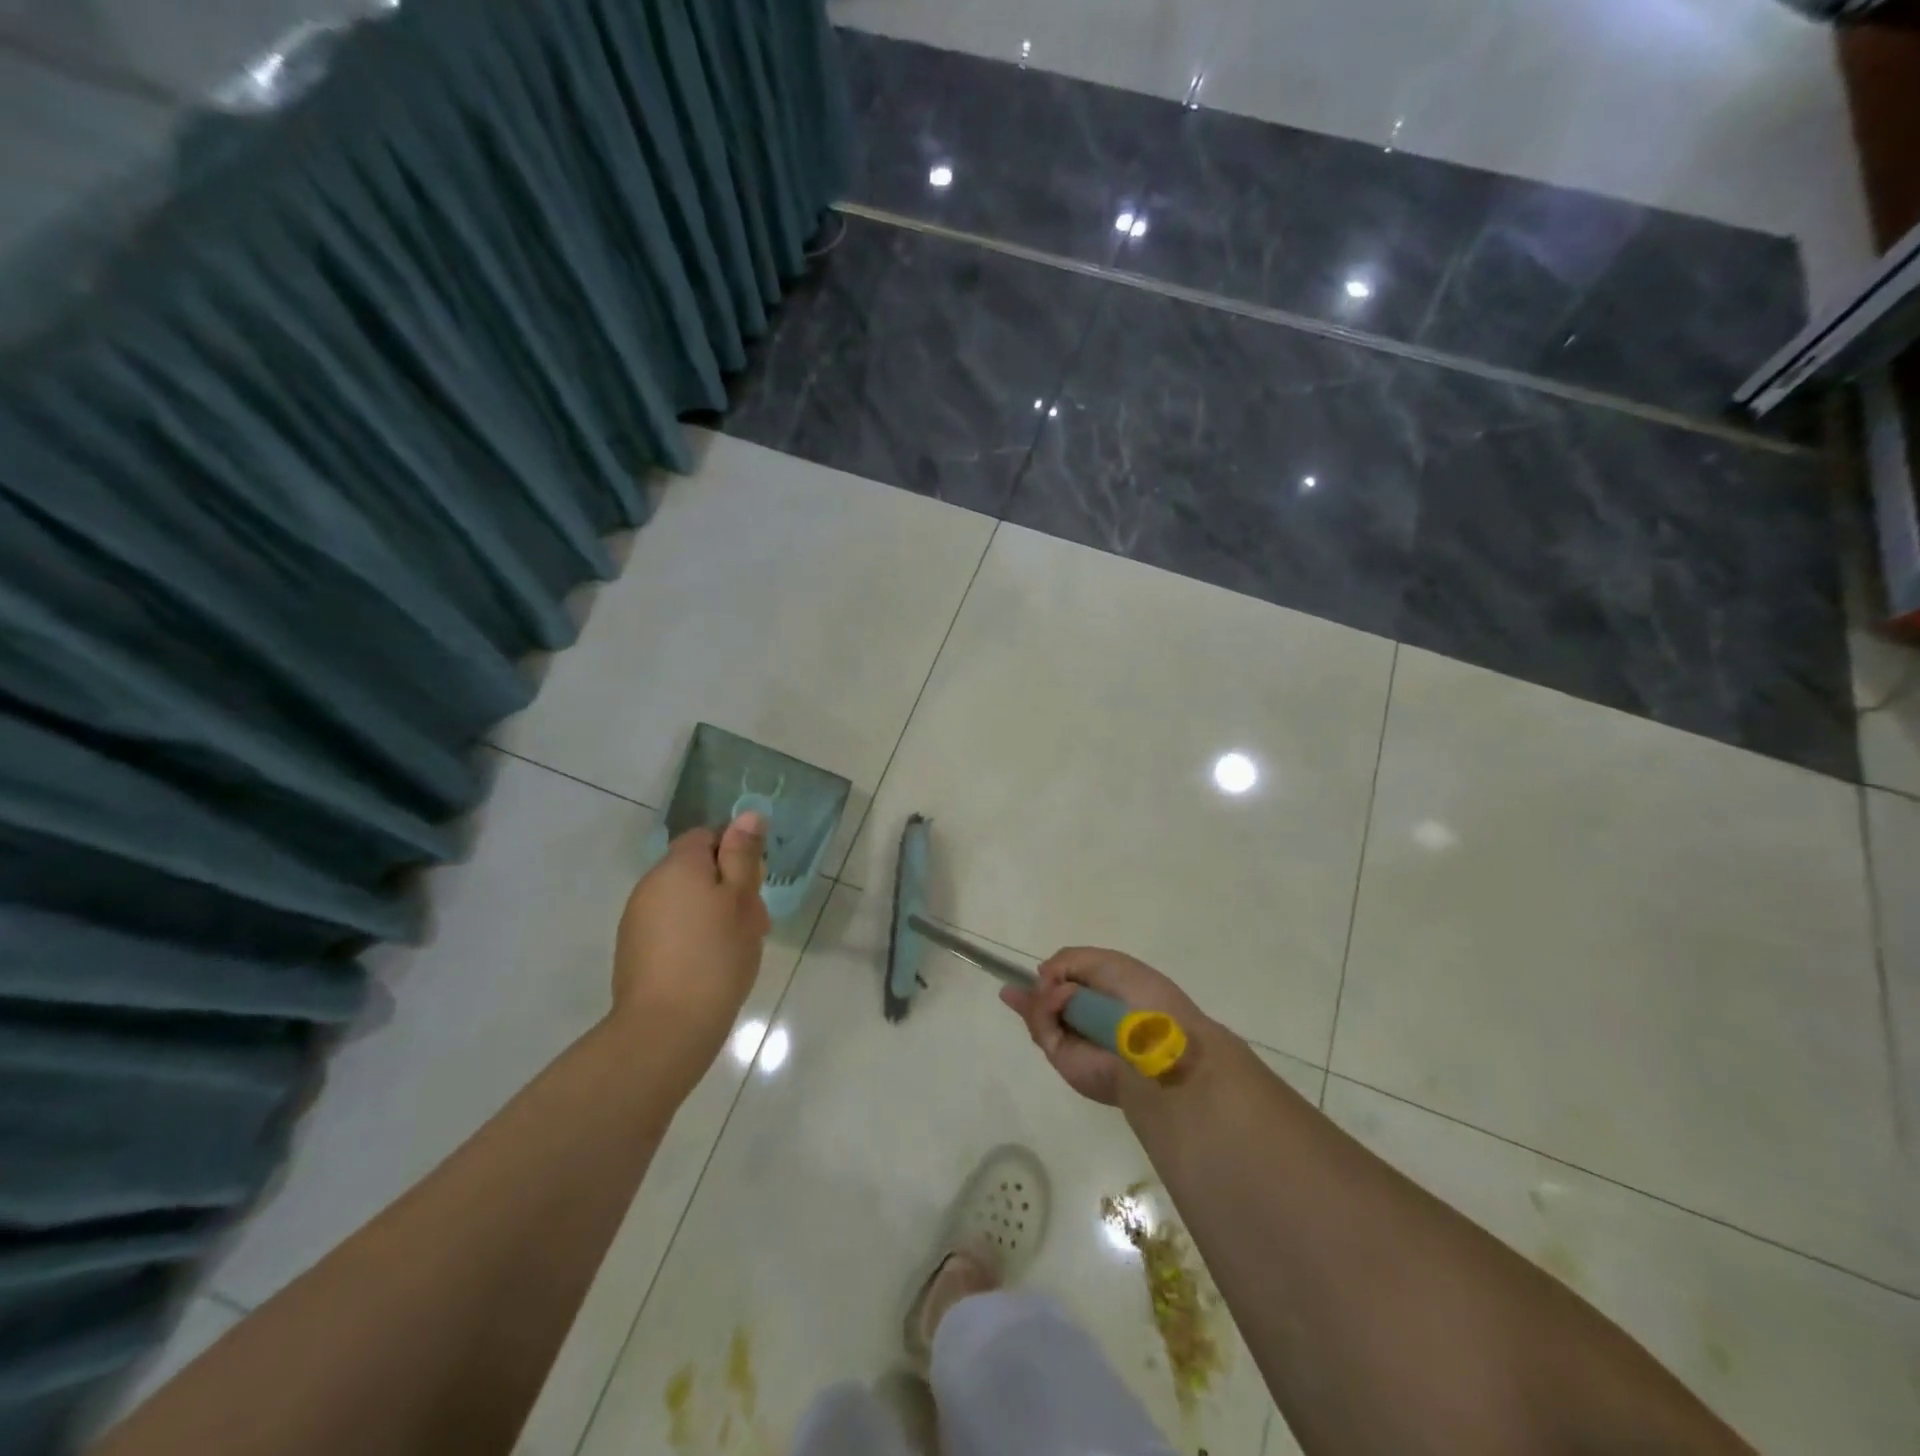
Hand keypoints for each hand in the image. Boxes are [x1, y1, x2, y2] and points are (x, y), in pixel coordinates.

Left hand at [609, 811, 769, 1087]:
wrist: (666, 1028)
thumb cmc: (715, 956)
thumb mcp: (741, 900)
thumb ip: (743, 855)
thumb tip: (748, 815)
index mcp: (678, 866)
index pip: (706, 836)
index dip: (734, 852)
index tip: (754, 883)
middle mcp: (651, 884)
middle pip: (695, 869)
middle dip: (727, 887)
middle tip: (754, 920)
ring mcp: (637, 919)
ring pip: (685, 900)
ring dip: (712, 913)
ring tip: (737, 946)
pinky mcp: (634, 951)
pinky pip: (671, 927)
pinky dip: (693, 936)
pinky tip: (710, 964)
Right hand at [1001, 947, 1207, 1105]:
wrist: (1156, 1047)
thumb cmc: (1142, 997)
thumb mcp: (1106, 962)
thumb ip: (1068, 960)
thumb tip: (1041, 975)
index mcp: (1105, 995)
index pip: (1069, 982)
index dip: (1053, 974)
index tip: (1041, 971)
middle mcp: (1087, 1017)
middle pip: (1047, 1001)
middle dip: (1032, 991)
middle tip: (1014, 987)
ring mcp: (1073, 1038)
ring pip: (1039, 1013)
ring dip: (1041, 996)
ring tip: (1050, 990)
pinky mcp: (1061, 1057)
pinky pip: (1042, 1027)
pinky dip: (1044, 1009)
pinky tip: (1059, 999)